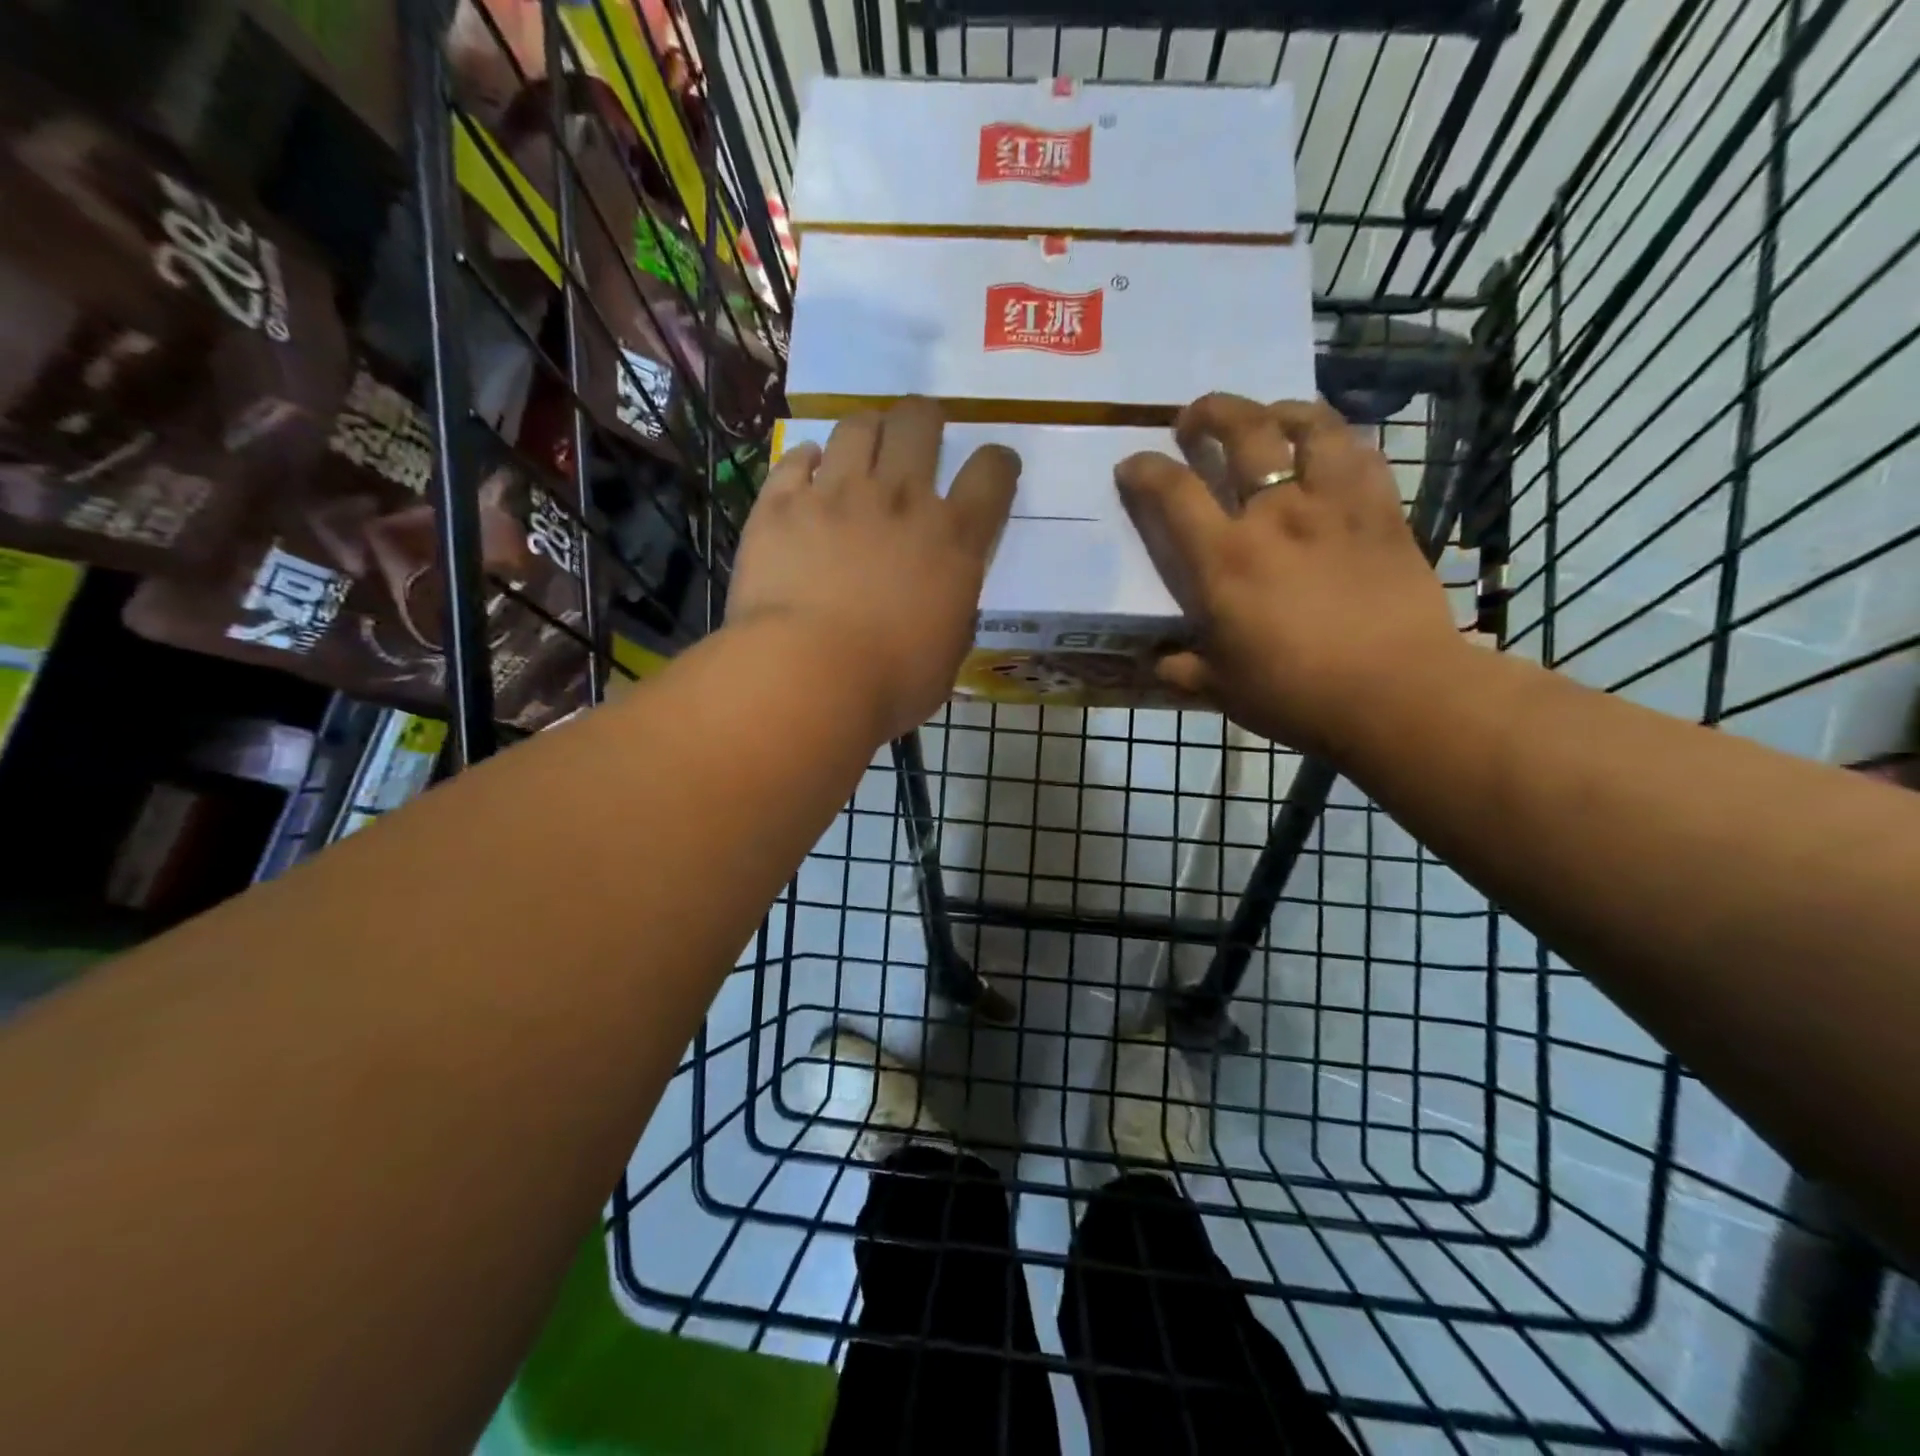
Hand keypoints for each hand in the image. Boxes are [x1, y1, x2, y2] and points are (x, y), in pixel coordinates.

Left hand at [728, 397, 1018, 741]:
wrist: (807, 678)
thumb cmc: (890, 683)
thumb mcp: (947, 655)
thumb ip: (951, 611)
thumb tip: (943, 601)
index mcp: (952, 539)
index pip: (992, 474)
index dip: (998, 463)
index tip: (994, 468)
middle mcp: (900, 500)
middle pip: (920, 422)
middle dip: (925, 419)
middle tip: (919, 435)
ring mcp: (836, 495)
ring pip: (857, 426)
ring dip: (867, 431)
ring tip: (862, 448)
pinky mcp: (781, 504)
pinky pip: (795, 459)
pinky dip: (806, 461)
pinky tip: (808, 472)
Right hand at [1115, 393, 1459, 756]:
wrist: (1397, 693)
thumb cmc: (1296, 694)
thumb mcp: (1221, 689)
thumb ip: (1182, 670)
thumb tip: (1158, 663)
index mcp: (1224, 559)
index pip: (1172, 492)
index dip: (1144, 469)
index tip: (1132, 464)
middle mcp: (1275, 515)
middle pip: (1243, 432)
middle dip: (1211, 413)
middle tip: (1195, 418)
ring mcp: (1334, 506)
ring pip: (1309, 426)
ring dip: (1280, 410)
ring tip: (1268, 417)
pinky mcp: (1382, 512)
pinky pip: (1360, 454)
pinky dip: (1338, 440)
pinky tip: (1329, 448)